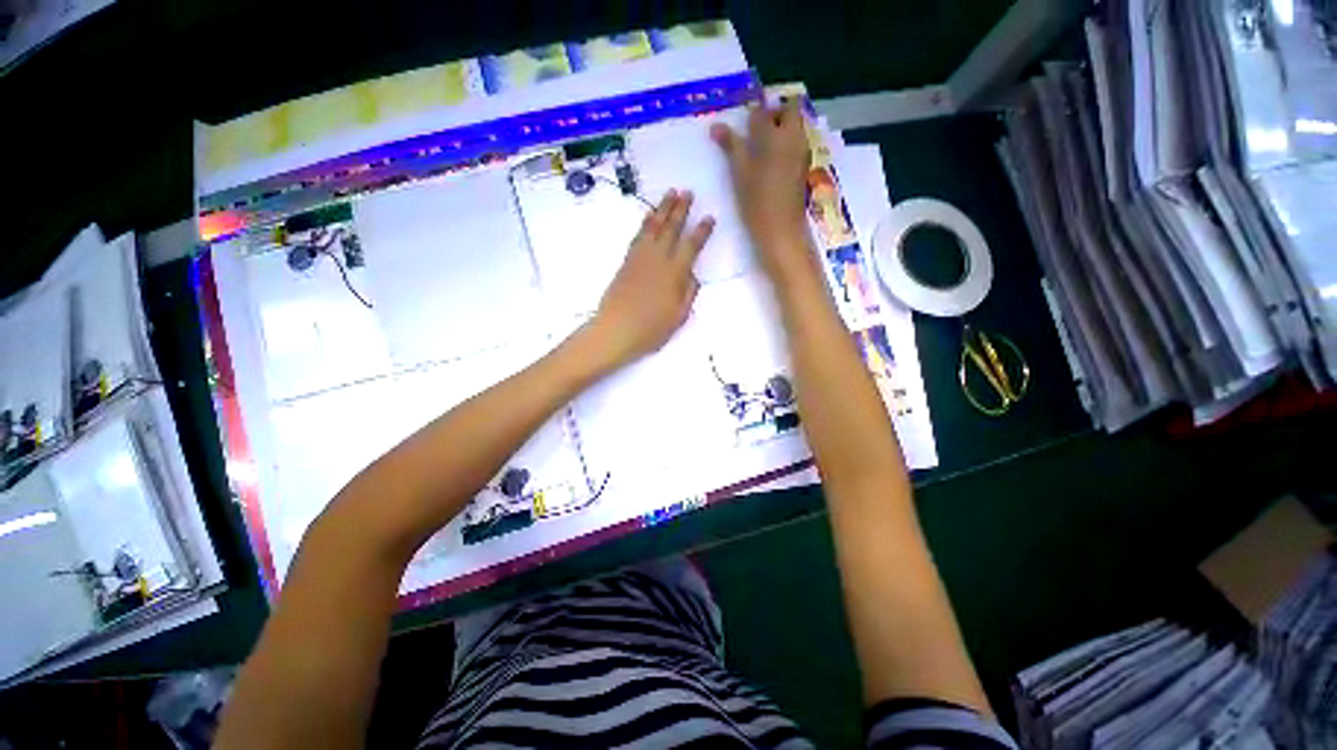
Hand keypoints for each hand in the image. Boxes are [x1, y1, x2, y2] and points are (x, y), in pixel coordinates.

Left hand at [586, 189, 714, 368]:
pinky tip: (649, 216)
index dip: (702, 231)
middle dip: (681, 209)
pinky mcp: (627, 261)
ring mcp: (640, 258)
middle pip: (671, 229)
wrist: (616, 330)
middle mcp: (658, 259)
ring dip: (663, 209)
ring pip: (654, 227)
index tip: (709, 218)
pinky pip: (639, 236)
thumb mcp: (678, 316)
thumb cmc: (651, 329)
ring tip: (671, 193)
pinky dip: (645, 223)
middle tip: (688, 192)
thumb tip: (692, 275)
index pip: (691, 246)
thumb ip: (688, 293)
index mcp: (675, 273)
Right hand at [710, 101, 814, 280]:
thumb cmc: (757, 202)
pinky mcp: (802, 168)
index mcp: (777, 135)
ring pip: (794, 127)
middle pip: (788, 110)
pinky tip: (768, 160)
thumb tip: (716, 126)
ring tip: (757, 145)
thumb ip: (731, 146)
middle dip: (772, 112)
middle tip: (752, 128)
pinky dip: (783, 144)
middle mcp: (794, 138)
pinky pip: (795, 144)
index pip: (763, 110)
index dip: (751, 109)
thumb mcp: (740, 173)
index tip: (740, 117)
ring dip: (778, 128)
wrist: (781, 232)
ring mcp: (802, 153)